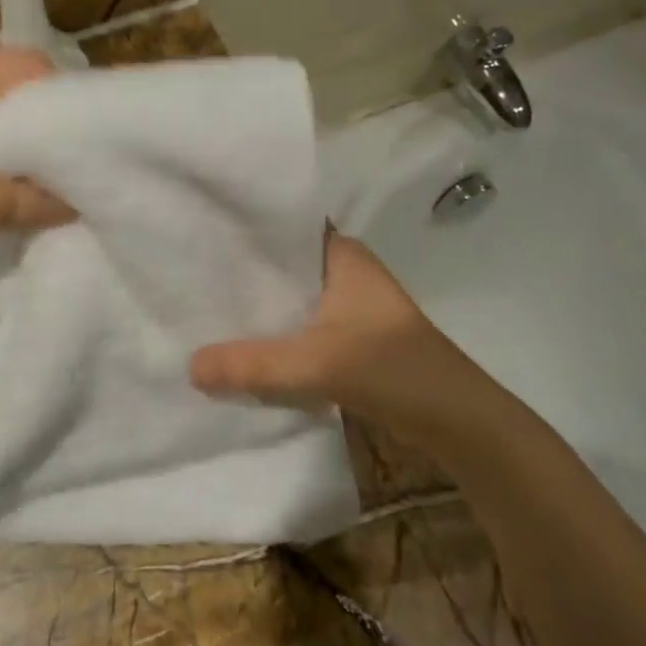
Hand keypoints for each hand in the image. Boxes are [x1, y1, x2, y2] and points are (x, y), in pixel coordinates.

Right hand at [191, 230, 463, 421]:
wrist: (458, 420)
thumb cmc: (392, 369)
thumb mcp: (315, 365)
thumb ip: (250, 365)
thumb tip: (189, 365)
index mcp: (340, 254)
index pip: (283, 224)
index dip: (242, 225)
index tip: (197, 230)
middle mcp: (343, 270)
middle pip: (280, 262)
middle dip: (239, 271)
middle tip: (186, 273)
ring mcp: (348, 305)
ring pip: (288, 296)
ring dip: (256, 305)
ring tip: (202, 307)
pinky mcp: (349, 337)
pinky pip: (298, 325)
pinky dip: (272, 332)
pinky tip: (239, 344)